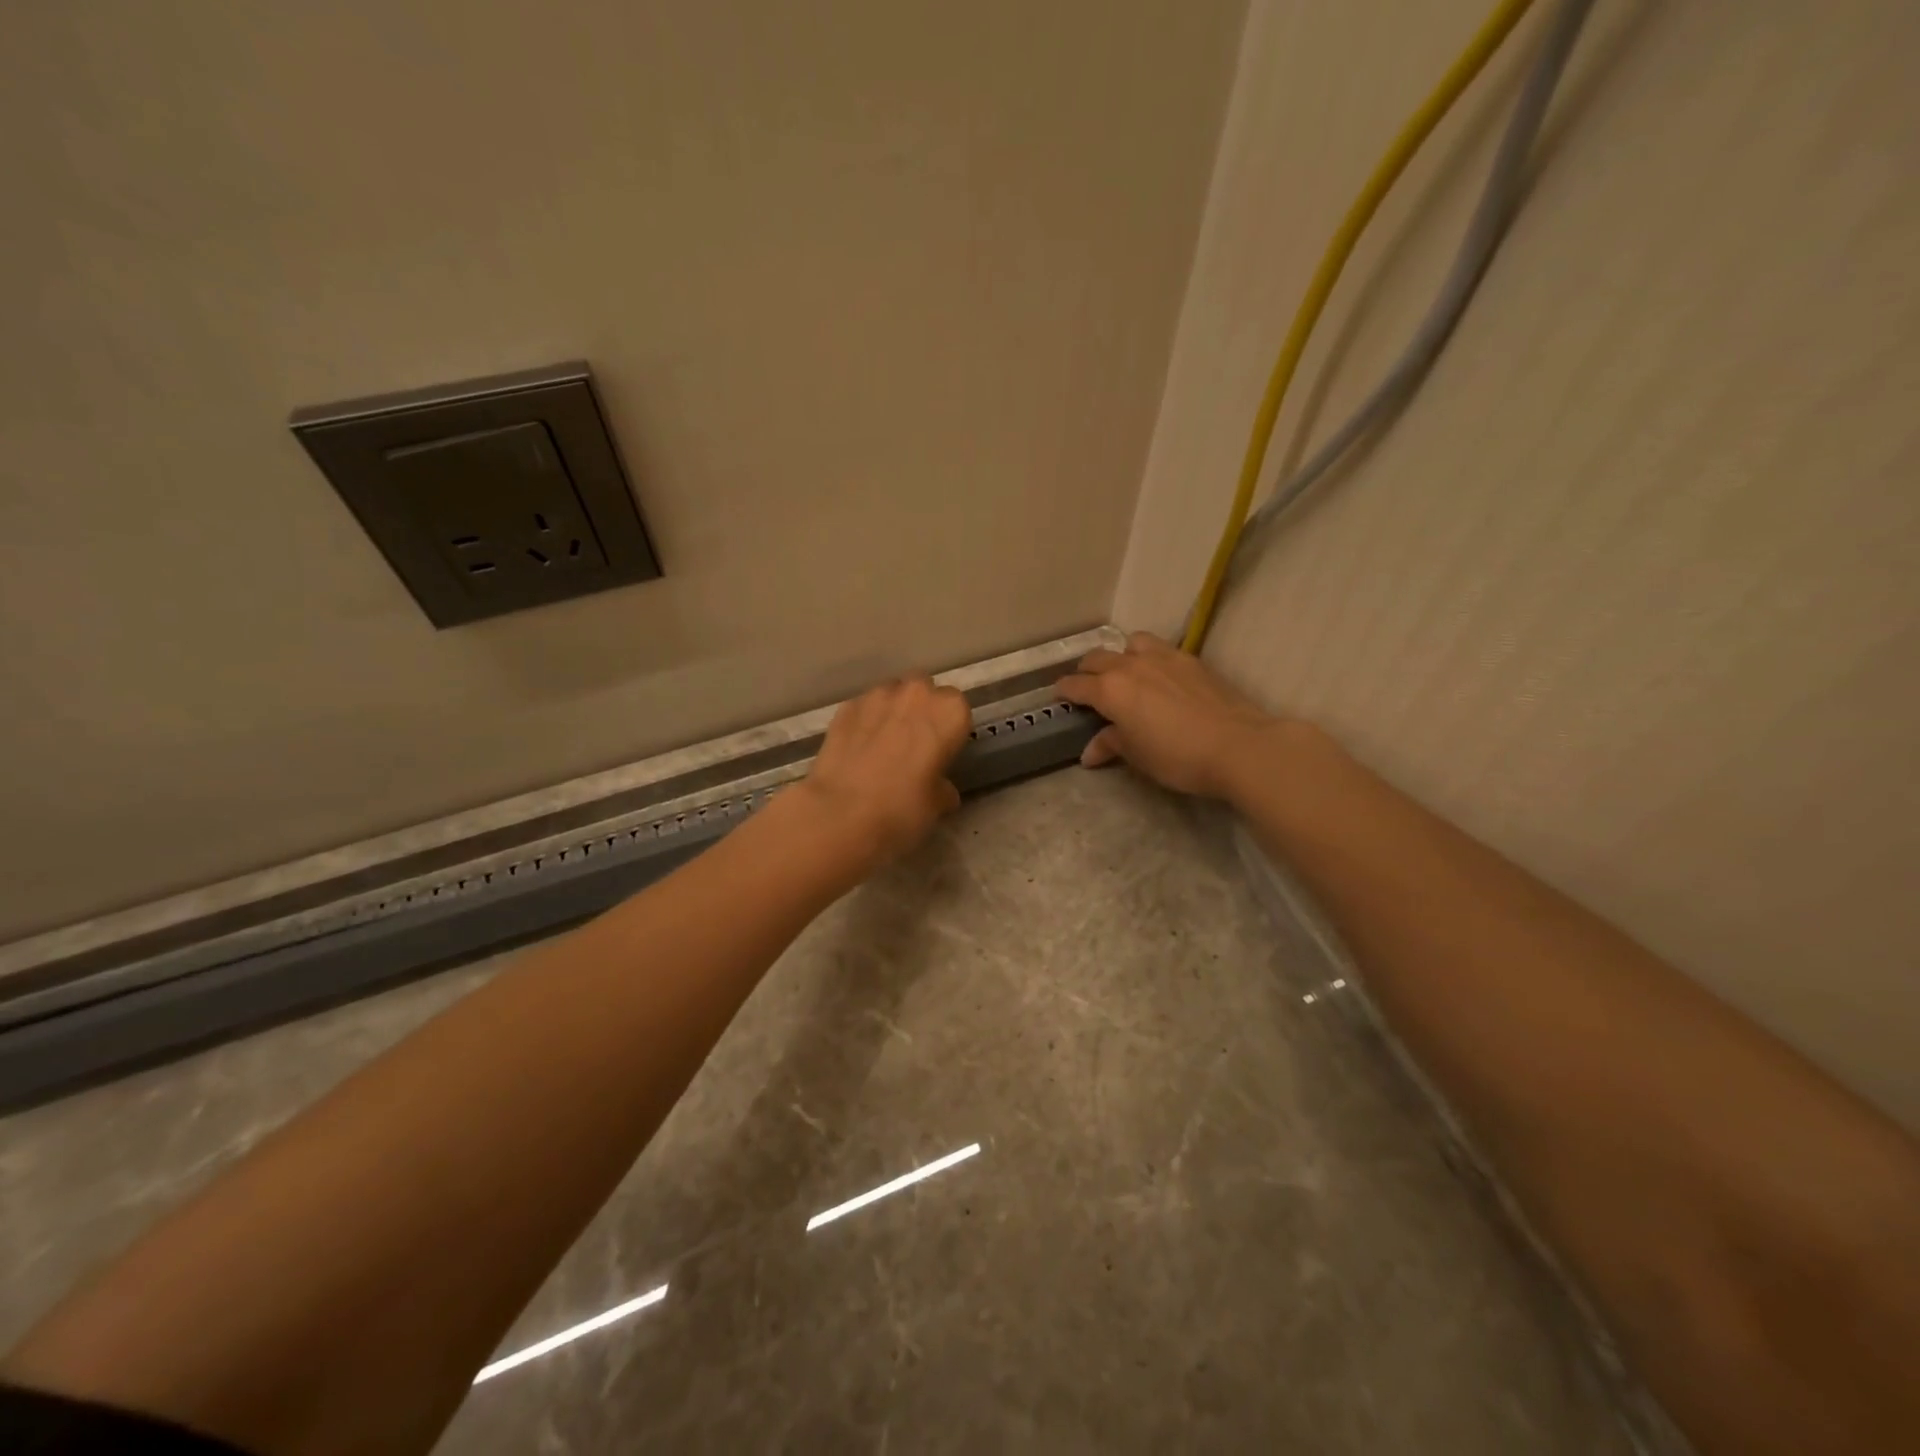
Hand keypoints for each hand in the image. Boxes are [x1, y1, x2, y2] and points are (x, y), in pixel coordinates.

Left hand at [797, 675, 972, 871]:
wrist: (841, 813)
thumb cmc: (903, 807)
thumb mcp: (937, 805)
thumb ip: (943, 788)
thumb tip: (942, 789)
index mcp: (949, 712)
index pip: (958, 708)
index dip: (949, 729)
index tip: (942, 750)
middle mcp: (916, 693)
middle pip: (924, 691)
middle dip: (921, 709)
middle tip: (915, 743)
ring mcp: (876, 696)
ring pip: (892, 694)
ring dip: (892, 711)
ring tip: (883, 744)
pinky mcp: (845, 707)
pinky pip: (863, 708)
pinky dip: (864, 721)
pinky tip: (858, 748)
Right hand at [1056, 632, 1280, 800]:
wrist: (1237, 744)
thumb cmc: (1177, 756)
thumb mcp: (1137, 756)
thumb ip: (1110, 745)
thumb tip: (1090, 751)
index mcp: (1110, 690)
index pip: (1075, 685)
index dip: (1064, 691)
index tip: (1059, 696)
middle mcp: (1130, 665)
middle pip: (1097, 658)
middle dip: (1086, 671)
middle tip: (1087, 688)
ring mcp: (1163, 657)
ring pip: (1130, 643)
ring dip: (1120, 656)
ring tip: (1125, 673)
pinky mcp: (1190, 659)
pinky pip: (1158, 648)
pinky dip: (1149, 657)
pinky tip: (1159, 677)